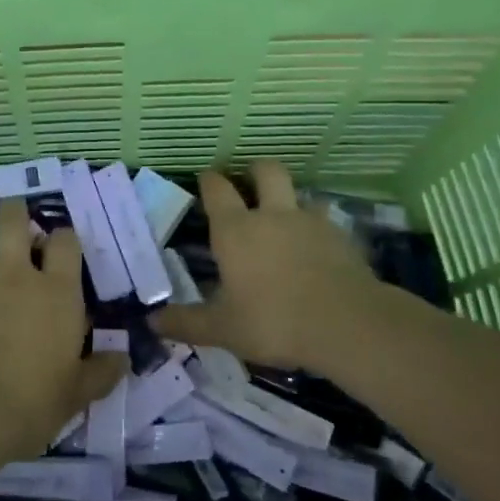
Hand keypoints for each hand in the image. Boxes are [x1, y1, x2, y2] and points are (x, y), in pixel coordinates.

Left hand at [0, 198, 124, 464]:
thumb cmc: (29, 404)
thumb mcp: (75, 395)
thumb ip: (99, 373)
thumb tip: (122, 359)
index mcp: (54, 291)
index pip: (65, 241)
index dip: (64, 237)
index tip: (61, 245)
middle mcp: (11, 273)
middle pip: (13, 218)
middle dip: (14, 210)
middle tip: (13, 219)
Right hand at [158, 161, 421, 371]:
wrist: (347, 324)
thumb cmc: (274, 322)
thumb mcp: (223, 329)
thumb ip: (187, 323)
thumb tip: (152, 322)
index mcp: (236, 231)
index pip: (217, 190)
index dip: (209, 180)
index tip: (205, 177)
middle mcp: (272, 216)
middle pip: (266, 171)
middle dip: (255, 170)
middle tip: (249, 182)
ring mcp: (311, 222)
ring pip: (301, 193)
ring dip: (292, 199)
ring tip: (288, 218)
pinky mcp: (342, 237)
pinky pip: (327, 221)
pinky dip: (318, 228)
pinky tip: (318, 248)